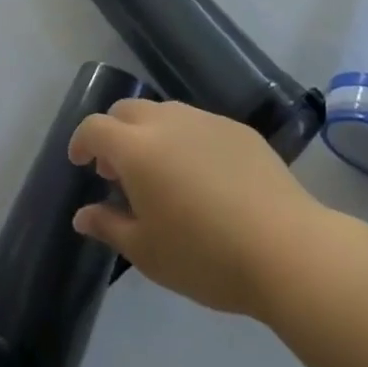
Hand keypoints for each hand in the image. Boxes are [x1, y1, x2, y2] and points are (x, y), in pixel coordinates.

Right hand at [68, 99, 333, 318]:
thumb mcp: (147, 252)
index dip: (81, 142)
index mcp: (136, 148)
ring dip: (150, 134)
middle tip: (118, 171)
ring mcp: (205, 120)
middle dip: (114, 134)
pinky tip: (203, 177)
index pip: (95, 128)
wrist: (286, 249)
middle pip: (127, 111)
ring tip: (161, 173)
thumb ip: (109, 226)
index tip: (81, 163)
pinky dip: (186, 141)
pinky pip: (198, 125)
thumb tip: (83, 214)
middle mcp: (166, 121)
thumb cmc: (205, 256)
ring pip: (164, 113)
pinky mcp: (237, 130)